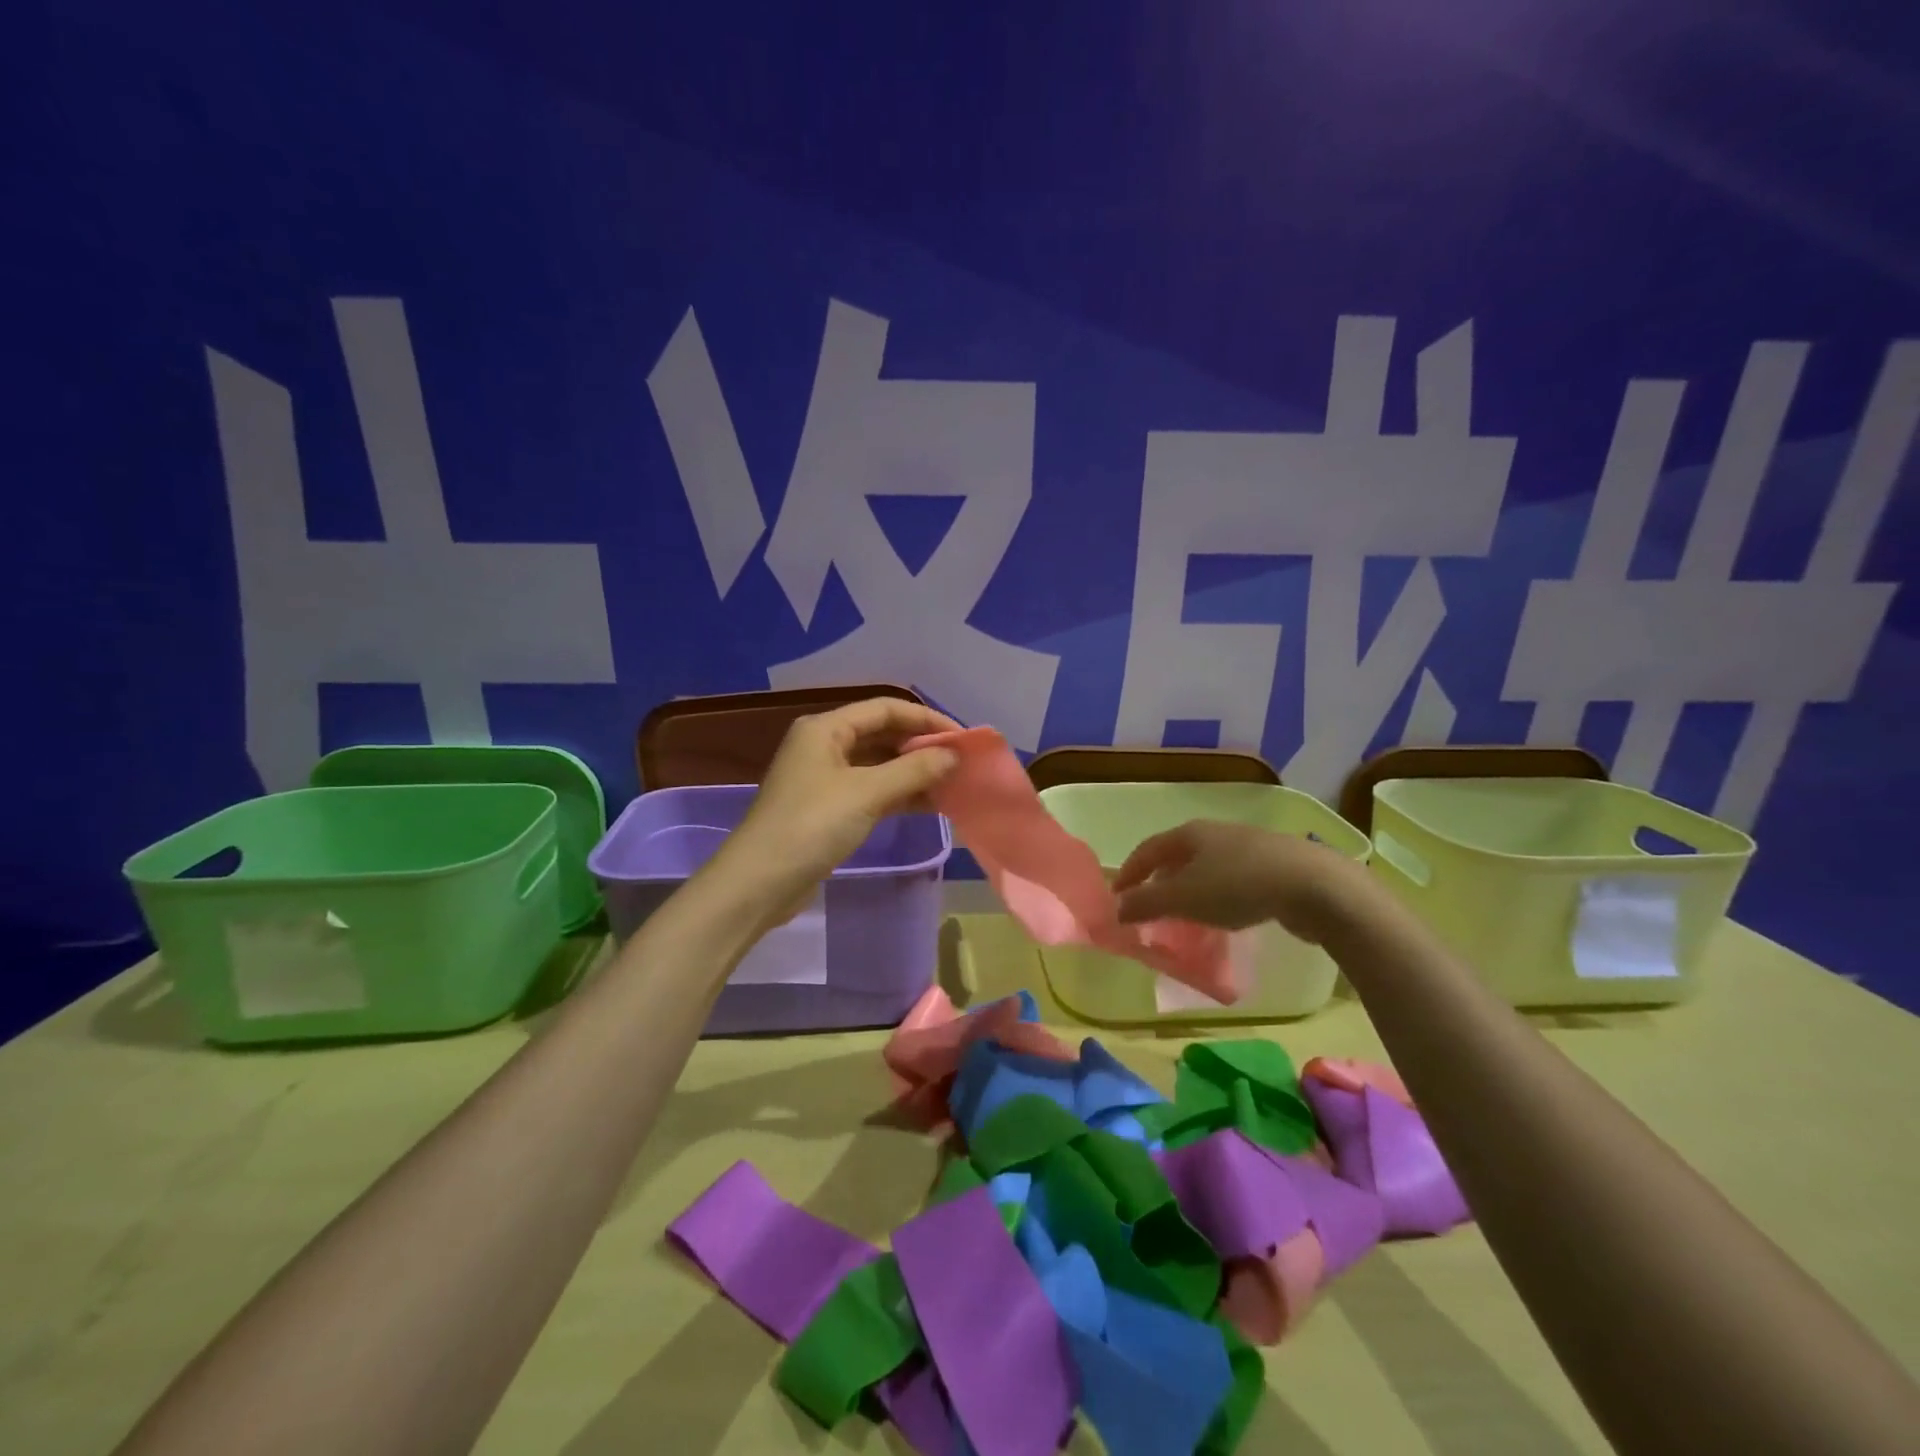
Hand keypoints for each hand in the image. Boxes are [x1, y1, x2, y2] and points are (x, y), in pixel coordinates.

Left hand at [715, 698, 961, 906]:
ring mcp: (825, 778)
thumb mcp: (866, 793)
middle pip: (882, 734)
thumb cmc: (811, 826)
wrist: (759, 883)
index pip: (886, 709)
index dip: (926, 720)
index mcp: (826, 728)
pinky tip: (929, 805)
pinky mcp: (828, 808)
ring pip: (879, 765)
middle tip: (962, 763)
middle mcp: (824, 745)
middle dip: (922, 746)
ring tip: (953, 784)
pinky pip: (872, 790)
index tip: (963, 739)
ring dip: (914, 772)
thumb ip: (914, 770)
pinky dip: (899, 794)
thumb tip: (954, 756)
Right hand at [1110, 820, 1369, 943]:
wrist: (1315, 885)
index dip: (1130, 872)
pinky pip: (1232, 878)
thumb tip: (1117, 908)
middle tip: (1150, 908)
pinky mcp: (1274, 865)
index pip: (1148, 850)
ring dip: (1190, 889)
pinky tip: (1225, 915)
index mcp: (1189, 834)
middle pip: (1177, 855)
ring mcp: (1248, 846)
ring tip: (1186, 915)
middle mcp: (1215, 833)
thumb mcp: (1184, 898)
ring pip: (1206, 867)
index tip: (1117, 897)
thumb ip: (1147, 903)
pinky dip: (1217, 895)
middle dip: (1160, 880)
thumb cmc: (1238, 886)